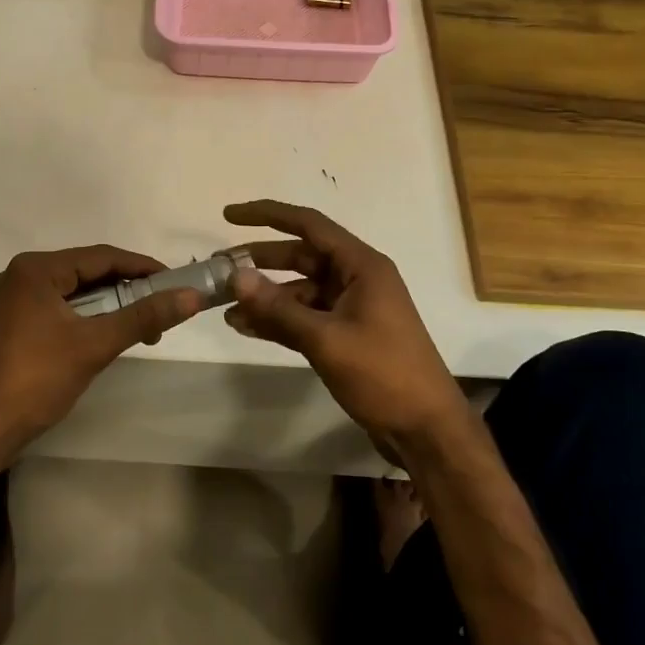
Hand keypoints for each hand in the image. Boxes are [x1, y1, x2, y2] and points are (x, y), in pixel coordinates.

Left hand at [0, 245, 203, 447]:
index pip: (101, 256)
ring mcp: (13, 301)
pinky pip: (59, 310)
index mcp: (36, 269)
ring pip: (74, 293)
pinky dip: (87, 319)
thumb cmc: (35, 379)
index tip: (176, 282)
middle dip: (127, 290)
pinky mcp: (11, 325)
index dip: (142, 267)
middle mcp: (21, 275)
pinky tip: (106, 336)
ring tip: (142, 328)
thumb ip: (143, 316)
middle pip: (87, 272)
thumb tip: (192, 296)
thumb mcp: (94, 344)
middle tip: (162, 309)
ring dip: (109, 307)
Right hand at [222, 200, 463, 442]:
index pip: (309, 224)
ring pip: (299, 290)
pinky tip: (246, 328)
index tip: (229, 215)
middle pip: (301, 256)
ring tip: (225, 307)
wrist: (425, 429)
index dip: (267, 215)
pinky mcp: (346, 335)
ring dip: (265, 297)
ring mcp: (352, 308)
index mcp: (362, 266)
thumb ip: (279, 308)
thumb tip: (236, 277)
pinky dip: (278, 320)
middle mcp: (356, 279)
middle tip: (219, 268)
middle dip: (260, 261)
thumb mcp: (326, 339)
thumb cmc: (383, 374)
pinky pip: (305, 317)